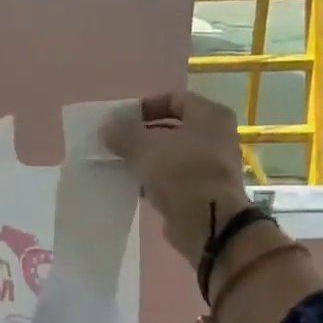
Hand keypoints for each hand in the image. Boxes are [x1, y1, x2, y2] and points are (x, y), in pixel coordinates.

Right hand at [101, 92, 252, 266]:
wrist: (208, 223)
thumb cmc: (182, 173)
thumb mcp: (146, 147)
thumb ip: (124, 133)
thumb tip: (106, 127)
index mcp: (210, 116)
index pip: (174, 99)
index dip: (146, 107)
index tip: (121, 121)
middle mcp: (215, 137)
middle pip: (171, 128)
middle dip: (141, 135)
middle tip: (115, 143)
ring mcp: (210, 166)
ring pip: (170, 155)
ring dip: (145, 159)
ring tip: (119, 164)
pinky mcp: (201, 192)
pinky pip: (172, 179)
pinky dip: (153, 180)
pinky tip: (132, 185)